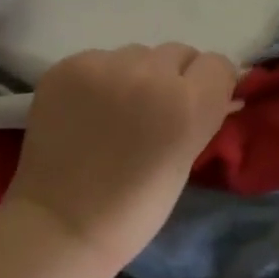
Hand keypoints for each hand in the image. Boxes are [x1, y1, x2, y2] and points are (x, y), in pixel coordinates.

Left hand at [1, 43, 238, 268]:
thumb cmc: (133, 210)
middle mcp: (149, 74)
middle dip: (173, 77)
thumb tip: (218, 93)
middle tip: (153, 111)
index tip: (199, 103)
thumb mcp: (184, 162)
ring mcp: (103, 66)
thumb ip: (200, 118)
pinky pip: (98, 60)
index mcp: (187, 104)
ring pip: (136, 54)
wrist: (60, 224)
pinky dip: (98, 80)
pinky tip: (85, 110)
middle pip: (177, 53)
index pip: (216, 64)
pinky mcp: (67, 66)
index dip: (210, 84)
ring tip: (115, 111)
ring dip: (134, 75)